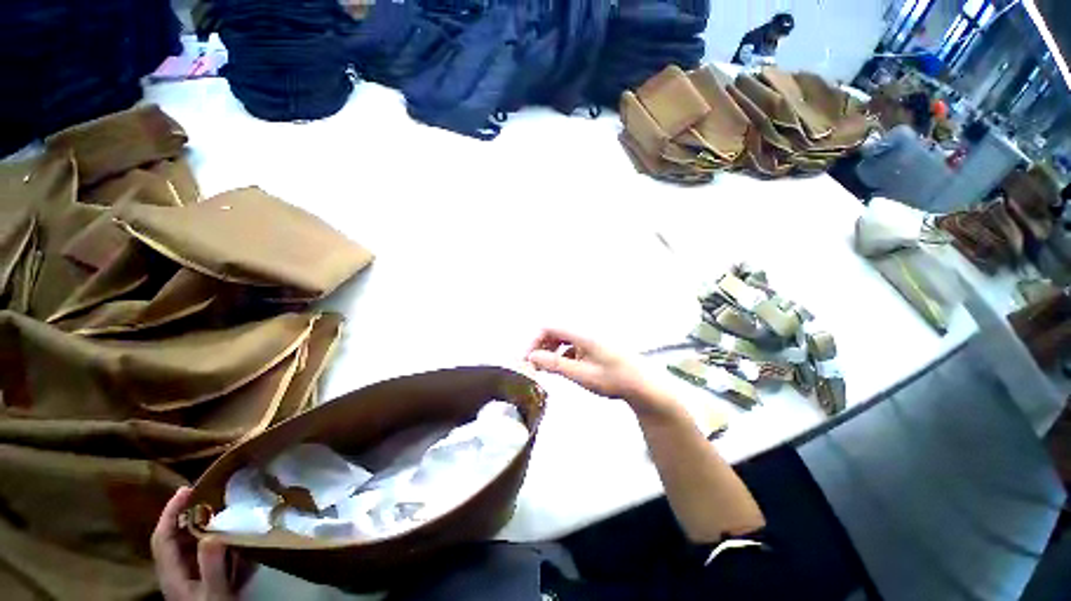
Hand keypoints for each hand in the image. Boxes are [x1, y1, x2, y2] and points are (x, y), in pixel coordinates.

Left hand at [151, 487, 254, 600]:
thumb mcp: (216, 593)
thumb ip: (212, 566)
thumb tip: (212, 533)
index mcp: (172, 573)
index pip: (163, 536)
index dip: (170, 511)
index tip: (186, 489)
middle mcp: (174, 572)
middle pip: (172, 538)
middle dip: (184, 514)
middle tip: (206, 494)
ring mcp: (186, 578)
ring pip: (185, 545)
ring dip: (197, 525)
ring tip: (217, 509)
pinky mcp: (199, 581)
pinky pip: (199, 554)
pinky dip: (209, 539)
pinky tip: (225, 535)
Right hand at [525, 328, 673, 415]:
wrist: (644, 385)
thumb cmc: (614, 379)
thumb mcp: (582, 375)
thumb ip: (556, 364)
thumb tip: (532, 357)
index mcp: (582, 333)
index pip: (549, 327)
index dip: (534, 341)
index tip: (526, 359)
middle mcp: (584, 331)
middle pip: (554, 331)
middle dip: (540, 346)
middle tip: (533, 366)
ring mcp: (590, 338)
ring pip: (562, 338)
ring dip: (551, 351)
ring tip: (545, 368)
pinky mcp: (594, 346)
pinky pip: (572, 345)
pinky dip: (563, 354)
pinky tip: (563, 368)